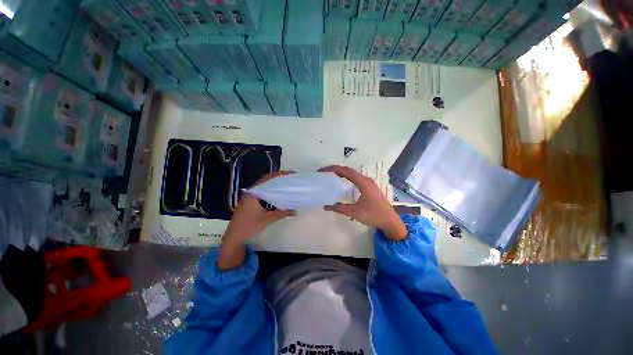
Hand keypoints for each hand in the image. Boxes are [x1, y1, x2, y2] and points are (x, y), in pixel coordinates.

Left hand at [218, 171, 295, 269]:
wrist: (234, 238)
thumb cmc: (248, 227)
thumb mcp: (267, 219)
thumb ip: (282, 213)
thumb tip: (295, 211)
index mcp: (253, 193)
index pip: (267, 178)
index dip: (279, 174)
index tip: (290, 174)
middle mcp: (250, 193)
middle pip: (265, 181)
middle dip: (278, 178)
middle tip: (290, 178)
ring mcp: (249, 198)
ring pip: (264, 187)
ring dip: (274, 185)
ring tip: (286, 184)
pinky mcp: (250, 203)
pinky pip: (262, 193)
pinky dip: (270, 192)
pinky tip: (278, 195)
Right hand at [319, 165, 407, 240]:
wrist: (390, 221)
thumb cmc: (374, 215)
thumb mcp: (355, 212)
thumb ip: (340, 208)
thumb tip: (326, 206)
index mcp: (363, 182)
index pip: (346, 171)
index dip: (333, 169)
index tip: (322, 170)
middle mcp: (366, 179)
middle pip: (349, 170)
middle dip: (335, 169)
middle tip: (324, 172)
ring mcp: (369, 183)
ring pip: (353, 174)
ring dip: (341, 173)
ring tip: (330, 175)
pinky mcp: (370, 187)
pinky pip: (356, 178)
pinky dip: (347, 177)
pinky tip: (342, 182)